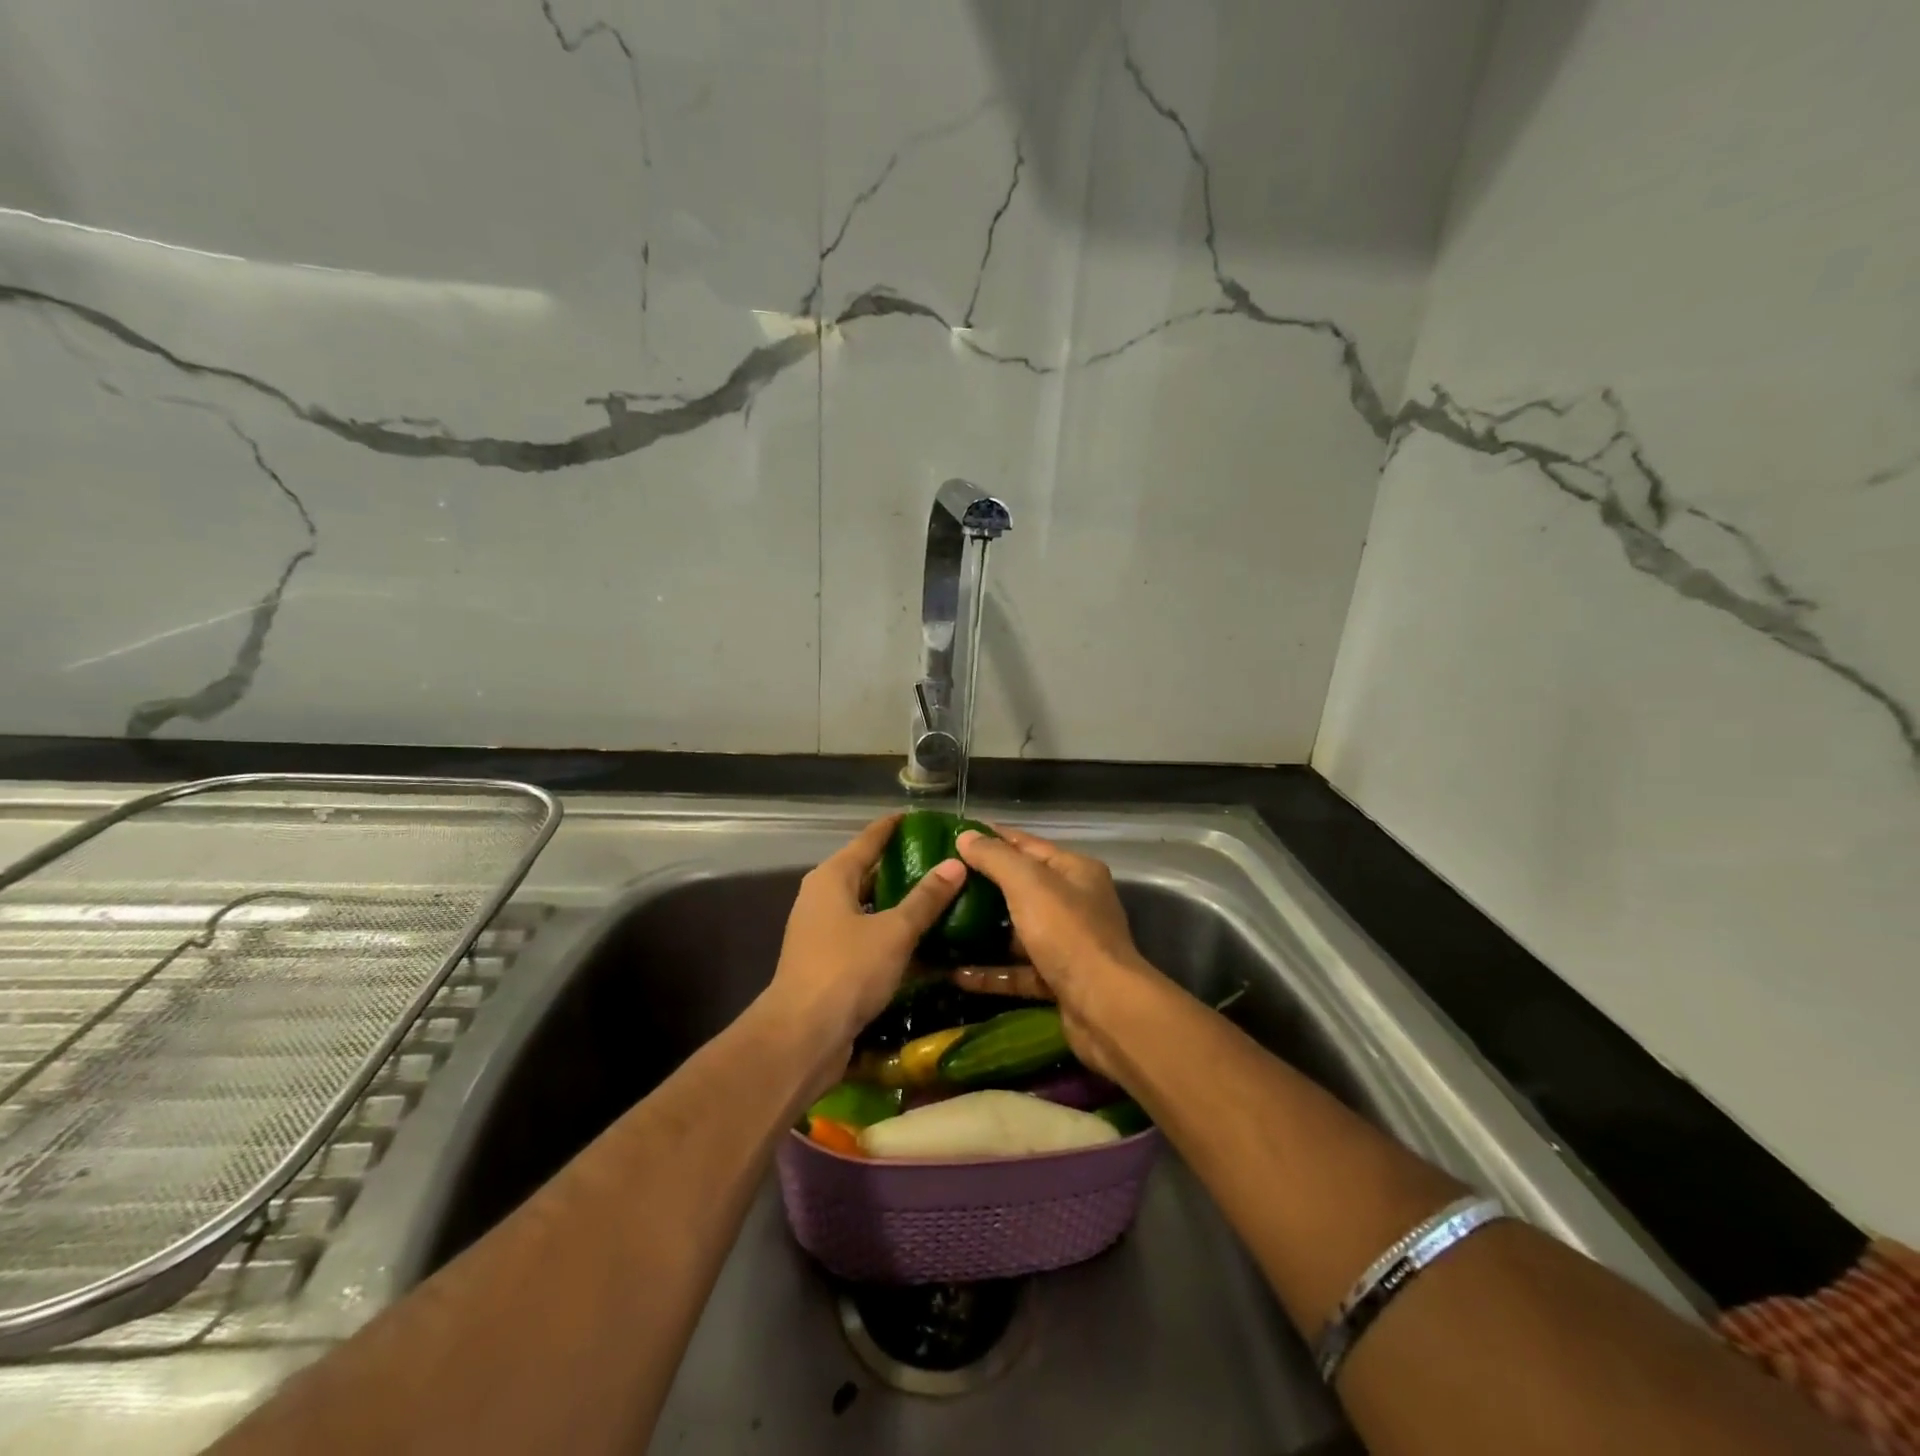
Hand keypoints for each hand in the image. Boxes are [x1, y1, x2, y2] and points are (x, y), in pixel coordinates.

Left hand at [767, 814, 966, 1057]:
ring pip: (869, 907)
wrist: (803, 1036)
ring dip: (900, 903)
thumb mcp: (894, 930)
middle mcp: (823, 898)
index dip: (895, 826)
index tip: (925, 818)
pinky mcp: (830, 962)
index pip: (869, 839)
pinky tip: (924, 939)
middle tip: (945, 859)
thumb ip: (926, 898)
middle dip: (904, 866)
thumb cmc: (847, 970)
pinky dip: (892, 934)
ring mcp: (824, 932)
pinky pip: (867, 936)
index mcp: (832, 877)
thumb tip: (956, 863)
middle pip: (868, 872)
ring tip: (941, 896)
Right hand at [950, 826, 1160, 1078]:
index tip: (952, 837)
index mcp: (1075, 871)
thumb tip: (966, 836)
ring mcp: (1067, 944)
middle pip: (1022, 888)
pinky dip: (991, 972)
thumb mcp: (1028, 884)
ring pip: (1018, 932)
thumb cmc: (1067, 933)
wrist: (1104, 1008)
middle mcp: (1075, 903)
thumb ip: (995, 857)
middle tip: (940, 883)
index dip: (992, 838)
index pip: (1027, 845)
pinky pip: (1018, 971)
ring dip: (983, 932)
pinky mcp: (1057, 981)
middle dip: (982, 886)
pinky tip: (956, 973)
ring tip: (942, 926)